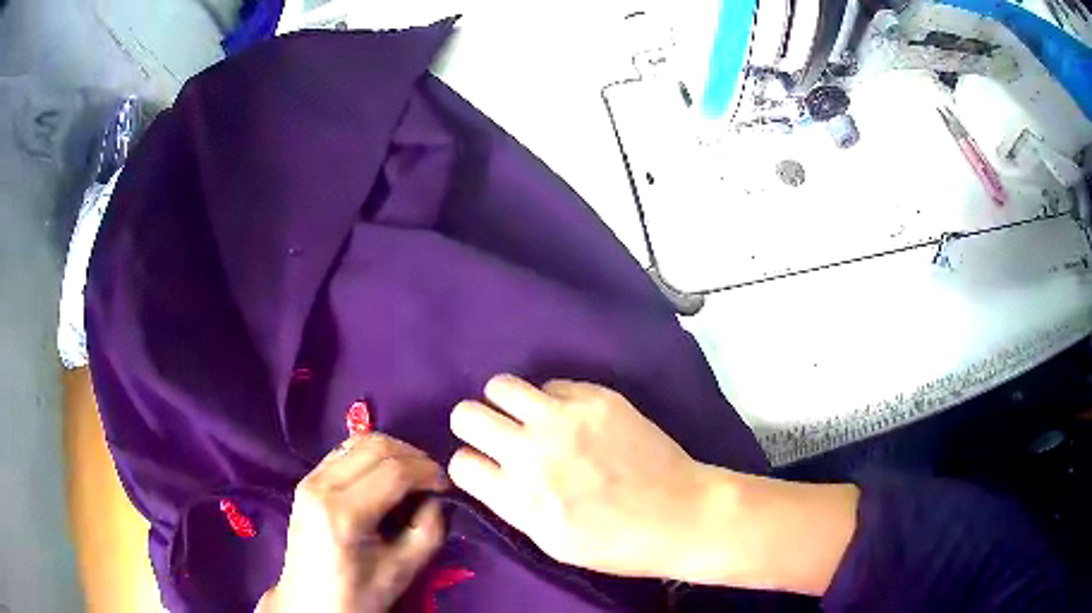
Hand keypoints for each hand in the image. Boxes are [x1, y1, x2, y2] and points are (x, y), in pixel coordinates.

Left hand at [258, 434, 447, 612]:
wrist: (310, 603)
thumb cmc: (358, 594)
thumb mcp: (403, 571)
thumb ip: (428, 530)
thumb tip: (437, 497)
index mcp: (344, 513)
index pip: (394, 471)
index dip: (428, 472)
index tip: (447, 485)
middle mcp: (321, 486)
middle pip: (375, 446)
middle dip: (413, 456)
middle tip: (433, 478)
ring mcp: (309, 479)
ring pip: (358, 442)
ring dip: (392, 452)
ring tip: (412, 475)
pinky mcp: (306, 480)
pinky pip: (344, 452)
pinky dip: (371, 456)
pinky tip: (384, 477)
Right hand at [447, 375, 719, 578]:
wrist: (678, 514)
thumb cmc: (615, 543)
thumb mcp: (549, 542)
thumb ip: (511, 505)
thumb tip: (490, 473)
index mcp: (517, 497)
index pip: (459, 462)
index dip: (470, 465)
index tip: (485, 467)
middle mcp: (531, 451)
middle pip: (466, 414)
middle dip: (475, 426)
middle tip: (499, 436)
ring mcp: (564, 418)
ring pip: (500, 385)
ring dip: (506, 404)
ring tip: (529, 418)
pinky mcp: (597, 397)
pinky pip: (552, 384)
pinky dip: (553, 400)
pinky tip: (574, 418)